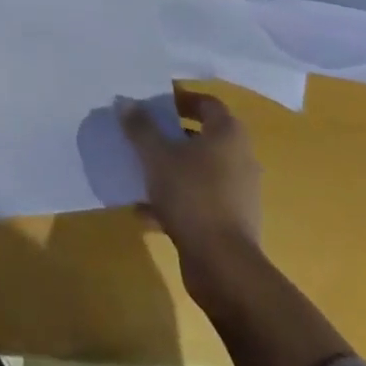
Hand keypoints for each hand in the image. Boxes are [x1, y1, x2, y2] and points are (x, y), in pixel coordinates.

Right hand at [120, 88, 262, 302]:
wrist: (224, 267)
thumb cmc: (192, 196)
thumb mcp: (156, 155)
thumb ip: (140, 127)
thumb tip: (125, 101)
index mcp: (228, 135)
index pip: (207, 103)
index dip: (181, 99)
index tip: (154, 103)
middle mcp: (240, 159)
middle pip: (202, 137)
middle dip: (171, 136)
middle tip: (143, 134)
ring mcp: (238, 193)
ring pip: (199, 171)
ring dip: (171, 170)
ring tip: (140, 172)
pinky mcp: (232, 222)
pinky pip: (199, 200)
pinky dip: (176, 200)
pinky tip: (146, 212)